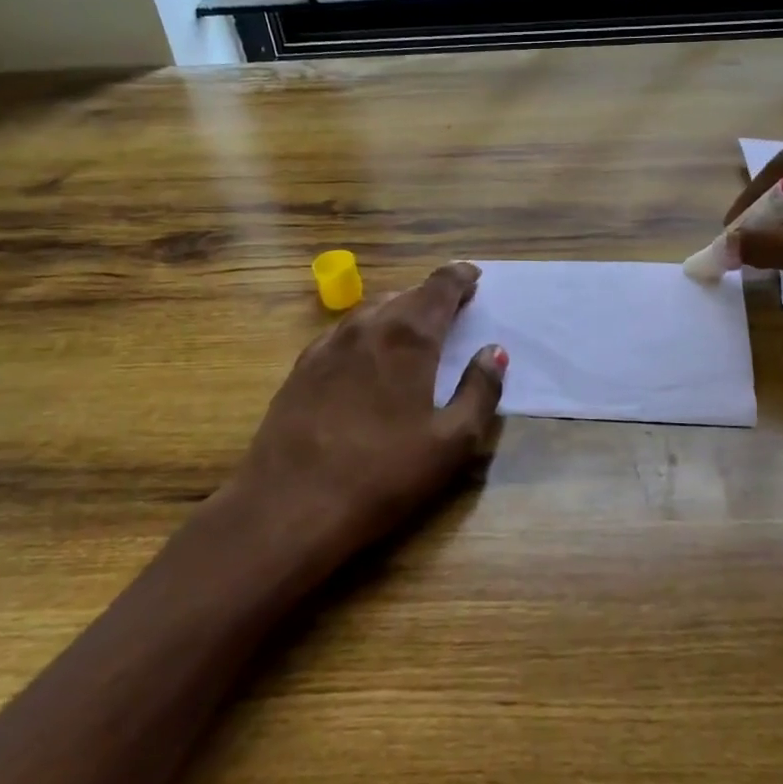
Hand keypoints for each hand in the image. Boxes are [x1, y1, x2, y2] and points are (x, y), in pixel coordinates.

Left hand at [223, 262, 506, 575]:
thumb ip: (480, 391)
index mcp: (409, 338)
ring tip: (414, 326)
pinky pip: (343, 332)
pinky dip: (366, 330)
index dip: (460, 277)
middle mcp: (367, 328)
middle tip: (453, 307)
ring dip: (398, 309)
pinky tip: (367, 353)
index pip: (440, 287)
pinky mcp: (301, 369)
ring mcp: (328, 346)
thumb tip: (493, 352)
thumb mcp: (452, 442)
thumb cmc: (382, 475)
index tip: (474, 276)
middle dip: (433, 295)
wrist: (289, 507)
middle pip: (406, 294)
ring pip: (371, 310)